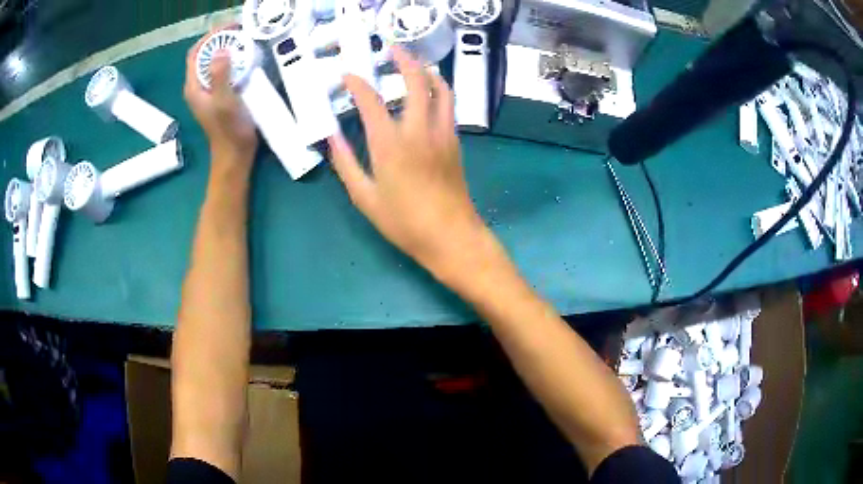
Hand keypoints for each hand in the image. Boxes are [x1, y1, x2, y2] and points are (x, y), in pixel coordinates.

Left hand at [184, 28, 257, 164]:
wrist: (235, 155)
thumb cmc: (228, 131)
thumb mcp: (224, 101)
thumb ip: (220, 76)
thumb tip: (221, 50)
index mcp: (194, 87)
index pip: (195, 53)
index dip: (209, 38)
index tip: (229, 28)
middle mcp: (198, 87)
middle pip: (204, 55)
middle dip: (220, 40)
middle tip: (240, 31)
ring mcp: (209, 91)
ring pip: (214, 62)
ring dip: (227, 49)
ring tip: (245, 41)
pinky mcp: (219, 94)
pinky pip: (223, 70)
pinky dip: (233, 61)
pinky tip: (246, 59)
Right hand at [328, 47, 489, 280]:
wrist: (451, 236)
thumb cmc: (404, 222)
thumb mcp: (365, 198)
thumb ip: (346, 164)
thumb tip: (331, 137)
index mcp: (390, 144)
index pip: (371, 101)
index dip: (357, 83)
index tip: (347, 75)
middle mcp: (419, 130)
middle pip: (416, 81)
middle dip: (404, 60)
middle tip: (392, 50)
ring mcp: (442, 134)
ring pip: (441, 89)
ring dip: (427, 71)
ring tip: (414, 64)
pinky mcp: (455, 142)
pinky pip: (448, 106)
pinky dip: (439, 90)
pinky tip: (429, 92)